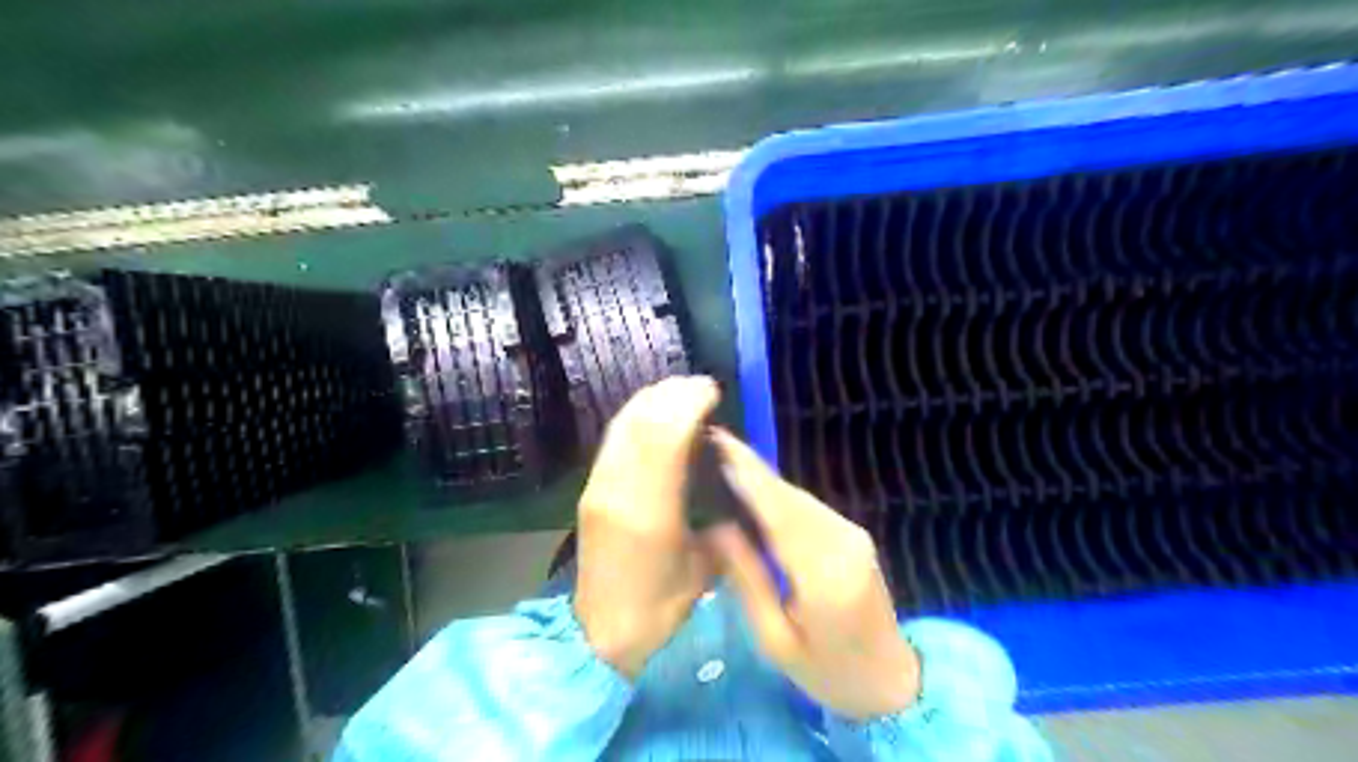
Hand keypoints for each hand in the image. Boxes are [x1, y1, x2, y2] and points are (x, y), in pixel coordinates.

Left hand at [572, 376, 719, 679]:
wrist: (600, 632)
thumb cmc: (659, 607)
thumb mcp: (703, 568)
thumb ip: (720, 522)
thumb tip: (730, 482)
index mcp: (649, 512)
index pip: (664, 439)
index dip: (688, 405)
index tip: (712, 391)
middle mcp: (617, 490)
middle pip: (640, 422)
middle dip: (671, 394)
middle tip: (701, 385)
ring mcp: (598, 487)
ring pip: (622, 425)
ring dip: (652, 400)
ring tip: (680, 391)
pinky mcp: (590, 489)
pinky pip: (613, 439)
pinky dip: (636, 417)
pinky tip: (654, 414)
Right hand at [706, 428, 915, 720]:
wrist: (891, 681)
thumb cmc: (826, 672)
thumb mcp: (775, 638)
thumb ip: (747, 578)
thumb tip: (717, 526)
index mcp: (823, 575)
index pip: (778, 512)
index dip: (747, 475)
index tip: (717, 443)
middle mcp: (843, 542)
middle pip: (789, 496)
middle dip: (750, 468)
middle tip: (711, 443)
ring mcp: (853, 534)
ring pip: (799, 497)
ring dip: (763, 479)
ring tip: (723, 459)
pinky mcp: (854, 534)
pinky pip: (809, 507)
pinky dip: (779, 495)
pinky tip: (755, 490)